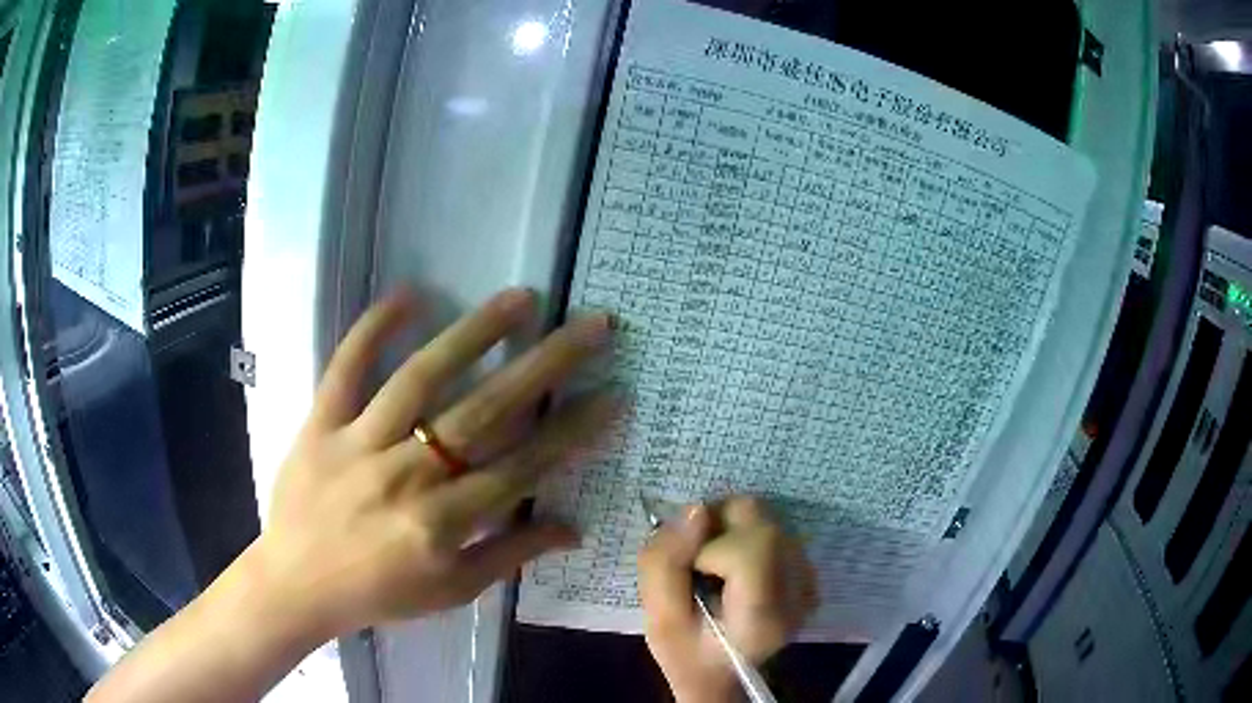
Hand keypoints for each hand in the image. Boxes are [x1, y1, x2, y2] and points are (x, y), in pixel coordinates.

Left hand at [250, 287, 617, 640]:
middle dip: (546, 365)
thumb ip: (511, 555)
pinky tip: (408, 294)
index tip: (612, 393)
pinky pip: (346, 368)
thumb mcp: (452, 591)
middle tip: (589, 326)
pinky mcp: (321, 424)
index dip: (572, 430)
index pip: (523, 466)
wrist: (296, 585)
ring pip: (422, 378)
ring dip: (474, 333)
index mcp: (443, 522)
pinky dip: (373, 329)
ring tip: (520, 298)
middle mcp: (407, 475)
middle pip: (486, 411)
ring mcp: (359, 443)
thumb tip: (573, 529)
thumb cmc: (379, 594)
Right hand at [639, 497, 817, 702]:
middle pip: (761, 521)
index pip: (752, 546)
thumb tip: (695, 510)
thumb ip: (665, 564)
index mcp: (765, 615)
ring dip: (728, 530)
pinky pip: (772, 528)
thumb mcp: (658, 621)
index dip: (709, 547)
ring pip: (765, 517)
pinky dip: (743, 535)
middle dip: (717, 528)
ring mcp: (809, 580)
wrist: (721, 674)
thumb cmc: (687, 654)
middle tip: (694, 562)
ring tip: (711, 566)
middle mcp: (800, 592)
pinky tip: (732, 568)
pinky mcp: (807, 571)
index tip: (691, 573)